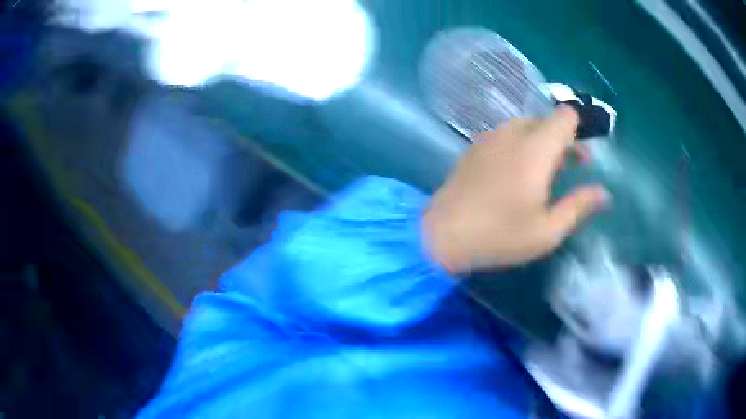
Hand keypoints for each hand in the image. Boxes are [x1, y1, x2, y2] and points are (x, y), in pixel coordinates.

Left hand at [423, 107, 609, 273]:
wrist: (441, 235)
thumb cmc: (499, 236)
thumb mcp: (548, 230)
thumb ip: (579, 206)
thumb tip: (604, 193)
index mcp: (535, 149)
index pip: (565, 116)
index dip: (581, 127)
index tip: (587, 151)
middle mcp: (512, 133)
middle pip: (546, 120)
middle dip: (565, 139)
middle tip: (575, 167)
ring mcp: (489, 138)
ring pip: (526, 126)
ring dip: (543, 142)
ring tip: (550, 172)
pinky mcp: (474, 147)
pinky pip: (506, 135)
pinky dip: (521, 144)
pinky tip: (519, 172)